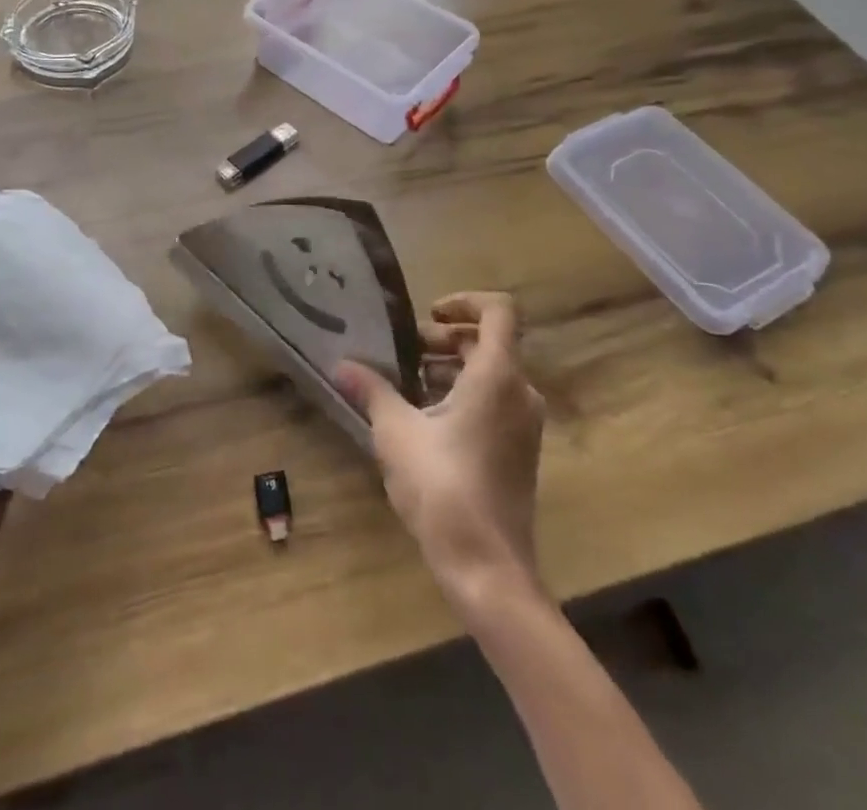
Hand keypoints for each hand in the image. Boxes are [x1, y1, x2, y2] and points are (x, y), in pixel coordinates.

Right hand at [334, 291, 545, 610]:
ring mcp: (524, 424)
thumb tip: (342, 365)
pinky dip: (464, 393)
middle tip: (405, 350)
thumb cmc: (442, 487)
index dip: (465, 300)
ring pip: (491, 372)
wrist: (487, 567)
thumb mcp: (396, 433)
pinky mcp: (520, 450)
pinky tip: (425, 417)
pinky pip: (495, 401)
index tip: (428, 315)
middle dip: (445, 338)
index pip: (499, 311)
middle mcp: (520, 392)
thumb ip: (372, 391)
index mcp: (497, 375)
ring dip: (451, 367)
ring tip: (407, 382)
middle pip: (489, 341)